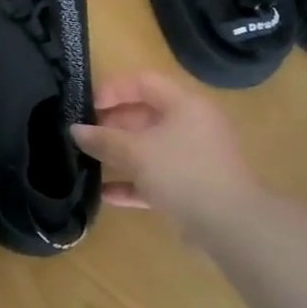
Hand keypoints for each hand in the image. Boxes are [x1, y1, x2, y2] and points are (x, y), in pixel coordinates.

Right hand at [70, 71, 262, 226]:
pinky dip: (133, 182)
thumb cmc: (182, 173)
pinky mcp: (192, 186)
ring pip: (149, 147)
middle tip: (83, 136)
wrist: (231, 226)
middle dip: (111, 124)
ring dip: (119, 154)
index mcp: (184, 104)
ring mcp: (193, 157)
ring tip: (87, 161)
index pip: (142, 82)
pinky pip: (156, 176)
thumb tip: (75, 130)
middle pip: (144, 115)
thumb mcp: (136, 152)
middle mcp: (191, 125)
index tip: (85, 107)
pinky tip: (106, 194)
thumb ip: (103, 139)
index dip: (112, 90)